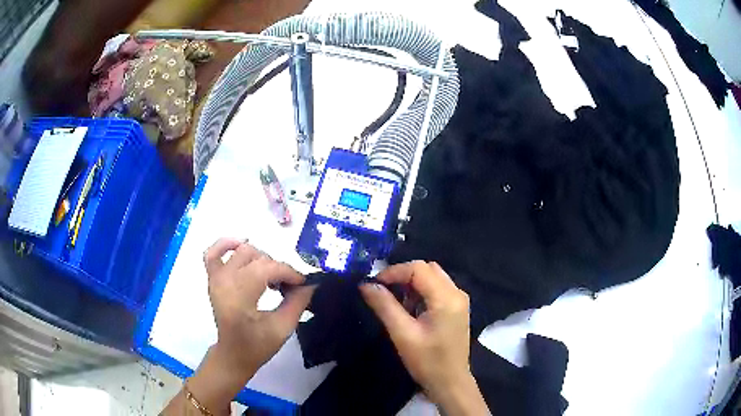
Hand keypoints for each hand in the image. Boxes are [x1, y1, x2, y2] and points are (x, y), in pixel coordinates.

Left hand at [164, 238, 313, 415]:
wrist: (233, 354)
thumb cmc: (257, 345)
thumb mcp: (283, 328)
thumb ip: (298, 302)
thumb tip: (310, 284)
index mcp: (239, 296)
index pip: (267, 268)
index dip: (289, 273)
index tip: (302, 284)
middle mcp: (225, 281)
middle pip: (257, 257)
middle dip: (277, 268)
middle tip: (288, 287)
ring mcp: (216, 277)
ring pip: (242, 251)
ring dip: (261, 258)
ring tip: (270, 276)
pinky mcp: (212, 278)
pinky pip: (213, 252)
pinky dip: (226, 244)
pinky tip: (242, 245)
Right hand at [359, 261, 488, 414]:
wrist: (450, 383)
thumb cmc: (427, 362)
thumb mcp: (403, 334)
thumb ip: (385, 306)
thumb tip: (366, 284)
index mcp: (447, 298)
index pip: (419, 269)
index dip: (394, 272)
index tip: (374, 285)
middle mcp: (457, 293)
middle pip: (427, 269)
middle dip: (403, 276)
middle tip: (383, 291)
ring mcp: (459, 300)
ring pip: (432, 277)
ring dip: (412, 284)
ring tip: (396, 303)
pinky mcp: (457, 308)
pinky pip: (437, 288)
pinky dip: (421, 292)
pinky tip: (410, 310)